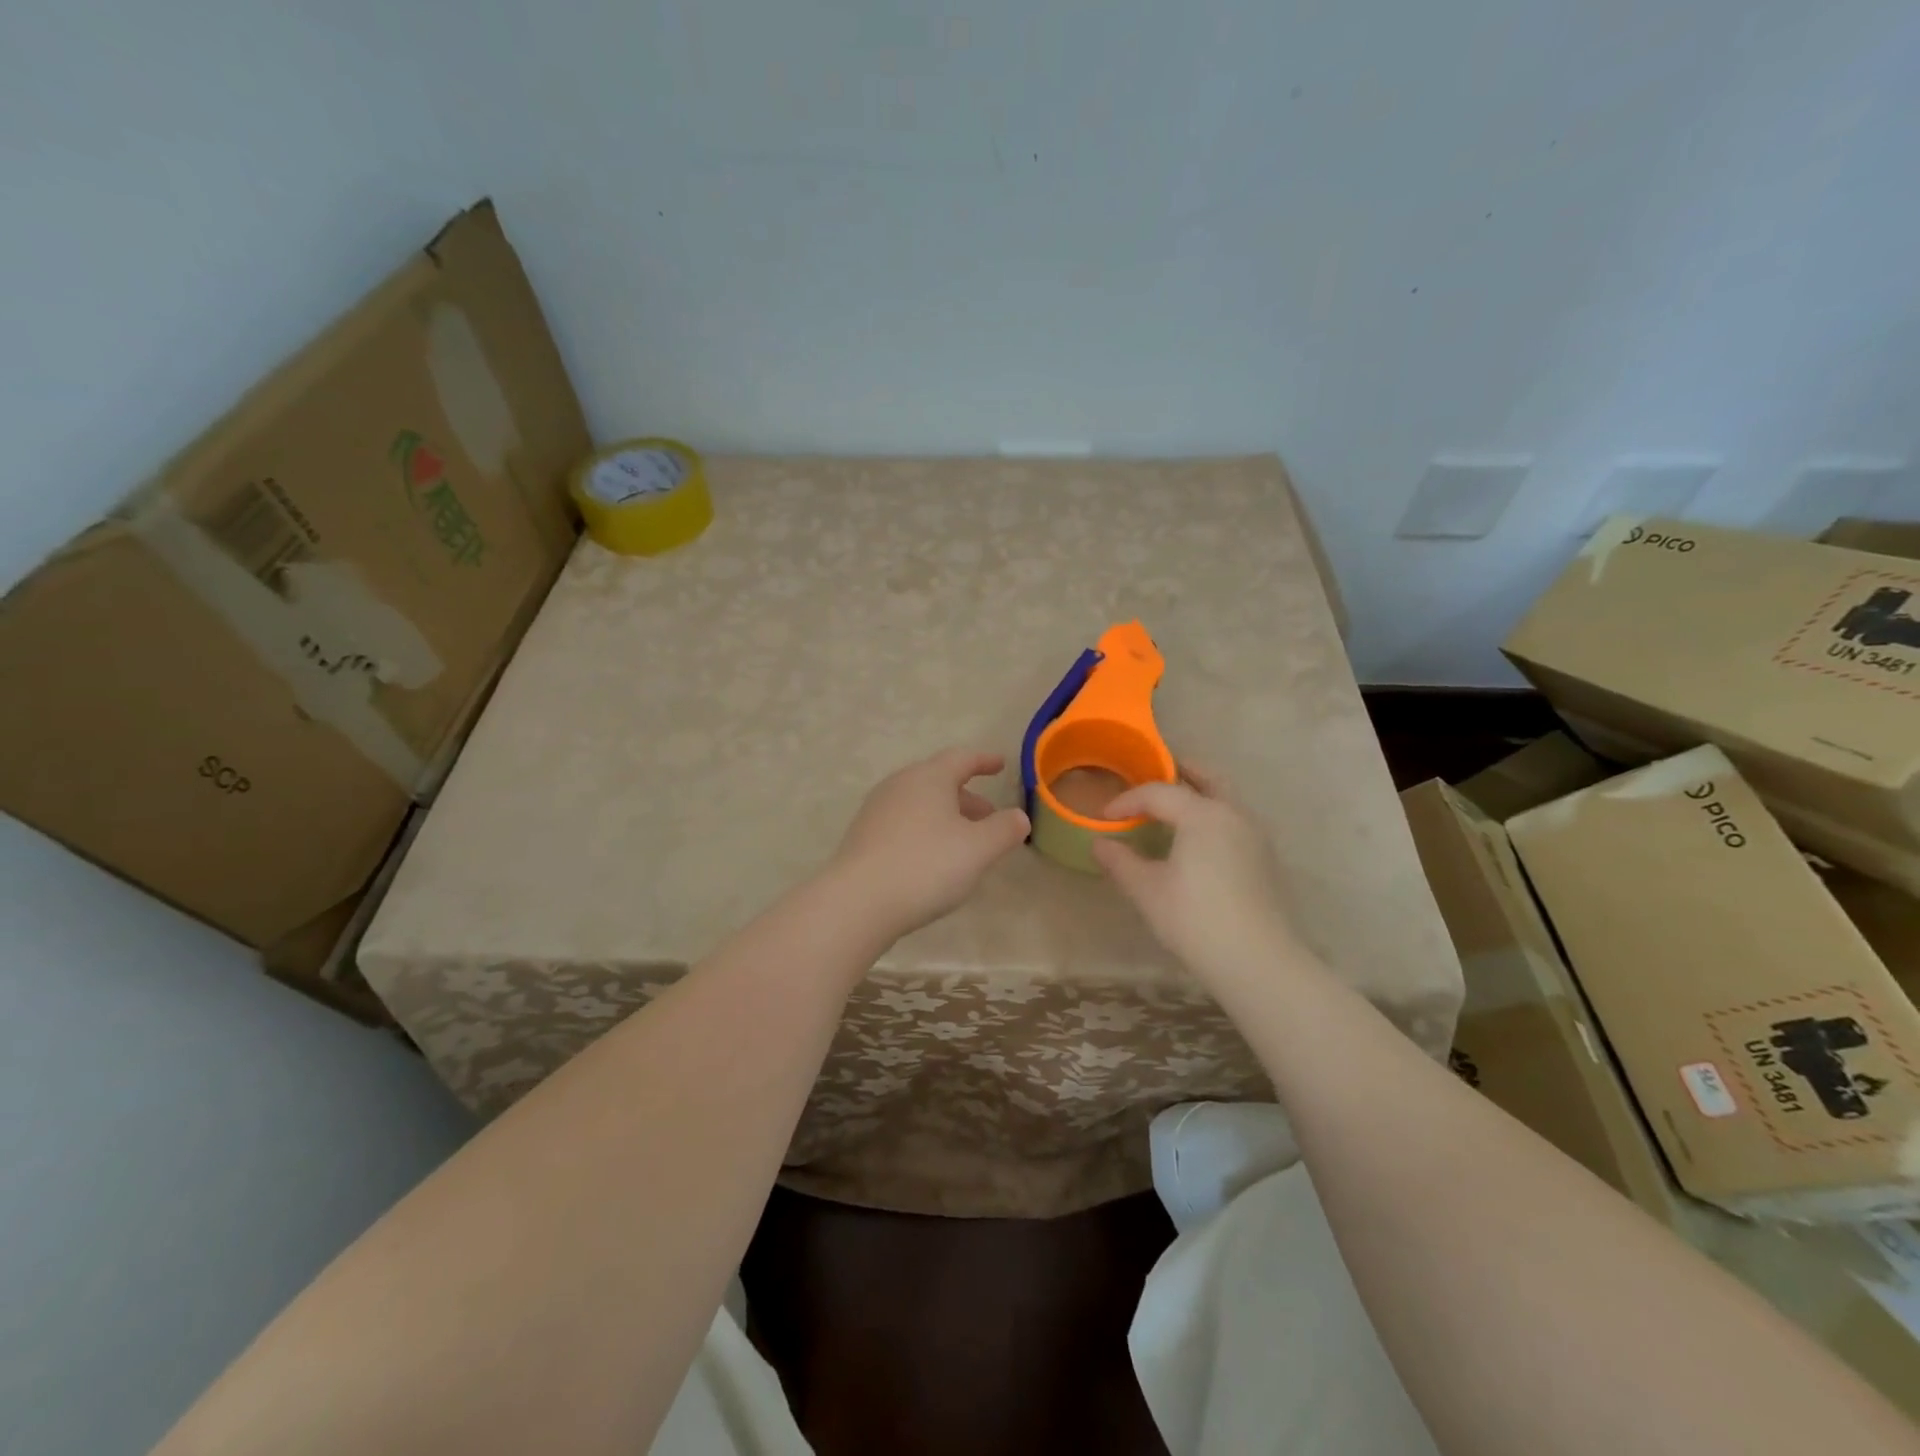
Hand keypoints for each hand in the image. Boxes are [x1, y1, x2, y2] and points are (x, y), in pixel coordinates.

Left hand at [829, 748, 1030, 940]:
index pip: (962, 758)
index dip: (984, 761)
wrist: (858, 902)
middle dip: (967, 796)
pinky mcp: (863, 837)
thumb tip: (1019, 817)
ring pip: (920, 804)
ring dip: (946, 816)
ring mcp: (877, 810)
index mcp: (929, 777)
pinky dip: (925, 831)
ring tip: (965, 842)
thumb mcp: (979, 849)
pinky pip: (903, 823)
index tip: (1001, 765)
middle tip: (989, 817)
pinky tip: (933, 859)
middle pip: (939, 781)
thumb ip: (1005, 829)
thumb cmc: (926, 865)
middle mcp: (900, 785)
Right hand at [1092, 768, 1301, 986]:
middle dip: (1178, 772)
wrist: (1258, 962)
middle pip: (1206, 778)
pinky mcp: (1264, 859)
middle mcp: (1233, 814)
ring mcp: (1255, 836)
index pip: (1158, 793)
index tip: (1104, 817)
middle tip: (1152, 773)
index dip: (1127, 801)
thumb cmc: (1195, 919)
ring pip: (1224, 798)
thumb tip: (1098, 843)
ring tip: (1171, 807)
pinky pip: (1233, 820)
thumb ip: (1120, 861)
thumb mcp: (1147, 890)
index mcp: (1203, 814)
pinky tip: (1195, 840)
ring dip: (1198, 793)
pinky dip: (1211, 815)